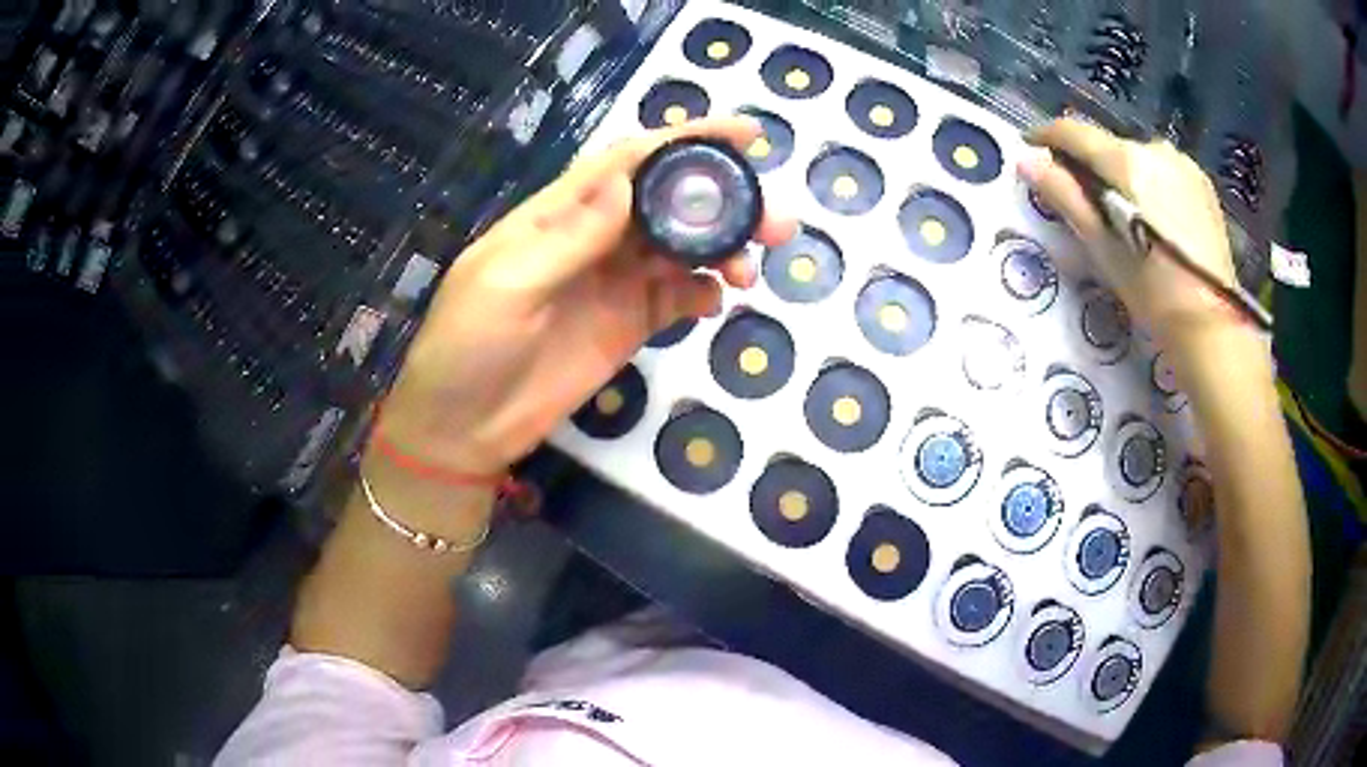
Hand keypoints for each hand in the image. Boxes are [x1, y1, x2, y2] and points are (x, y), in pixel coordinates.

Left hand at [375, 117, 795, 475]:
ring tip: (751, 270)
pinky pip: (679, 297)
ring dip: (725, 249)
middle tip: (774, 222)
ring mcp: (616, 281)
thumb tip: (630, 182)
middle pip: (670, 202)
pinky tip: (716, 302)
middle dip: (725, 201)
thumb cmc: (468, 347)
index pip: (631, 160)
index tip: (746, 136)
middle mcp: (597, 237)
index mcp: (560, 213)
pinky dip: (705, 292)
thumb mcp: (507, 285)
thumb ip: (570, 237)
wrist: (464, 427)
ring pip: (684, 248)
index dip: (687, 141)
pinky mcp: (630, 323)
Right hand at [1020, 119, 1240, 347]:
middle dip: (1090, 164)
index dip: (1046, 136)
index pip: (1073, 132)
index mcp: (1126, 162)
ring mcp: (1181, 163)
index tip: (1031, 149)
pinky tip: (1153, 217)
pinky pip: (1162, 169)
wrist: (1212, 323)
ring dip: (1122, 173)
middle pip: (1107, 144)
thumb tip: (1026, 160)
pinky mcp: (1201, 181)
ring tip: (1123, 213)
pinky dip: (1149, 182)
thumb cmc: (1152, 291)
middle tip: (1083, 198)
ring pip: (1136, 156)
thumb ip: (1065, 195)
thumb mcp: (1102, 246)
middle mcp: (1154, 148)